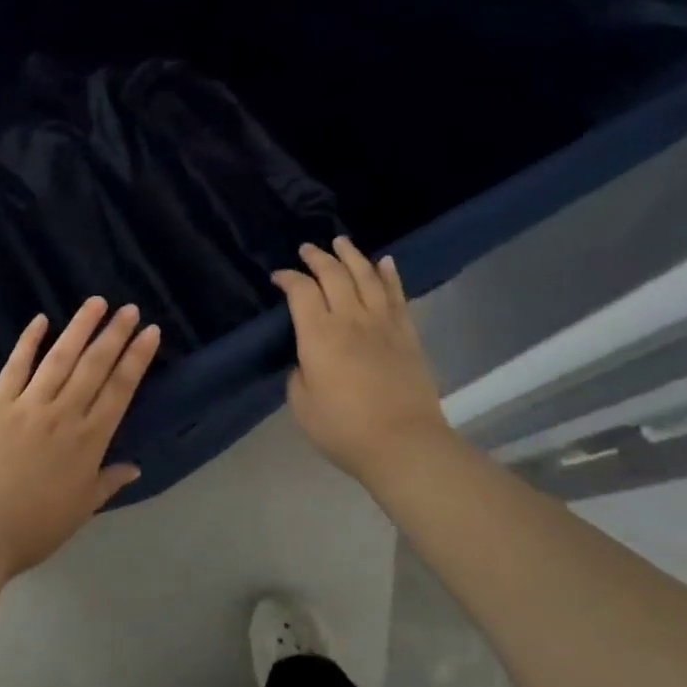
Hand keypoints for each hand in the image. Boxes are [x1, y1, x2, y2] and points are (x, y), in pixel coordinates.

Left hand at [0, 298, 161, 578]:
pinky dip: (28, 341)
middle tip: (129, 309)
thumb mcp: (79, 511)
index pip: (119, 390)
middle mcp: (64, 414)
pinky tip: (40, 320)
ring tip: (96, 302)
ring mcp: (29, 404)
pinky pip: (16, 366)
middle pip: (94, 366)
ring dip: (80, 327)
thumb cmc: (31, 528)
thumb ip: (106, 483)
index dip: (136, 359)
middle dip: (114, 334)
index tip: (150, 332)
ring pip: (60, 357)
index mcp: (88, 442)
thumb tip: (135, 467)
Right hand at [272, 237, 451, 481]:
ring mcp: (383, 324)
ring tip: (341, 242)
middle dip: (317, 257)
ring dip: (351, 256)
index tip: (278, 277)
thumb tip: (308, 360)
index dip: (287, 278)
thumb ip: (299, 374)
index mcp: (318, 335)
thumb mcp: (302, 405)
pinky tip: (385, 262)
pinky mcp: (407, 335)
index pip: (300, 291)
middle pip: (333, 274)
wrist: (405, 445)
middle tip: (307, 249)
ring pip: (366, 276)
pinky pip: (397, 295)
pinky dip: (390, 275)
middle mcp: (350, 319)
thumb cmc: (344, 429)